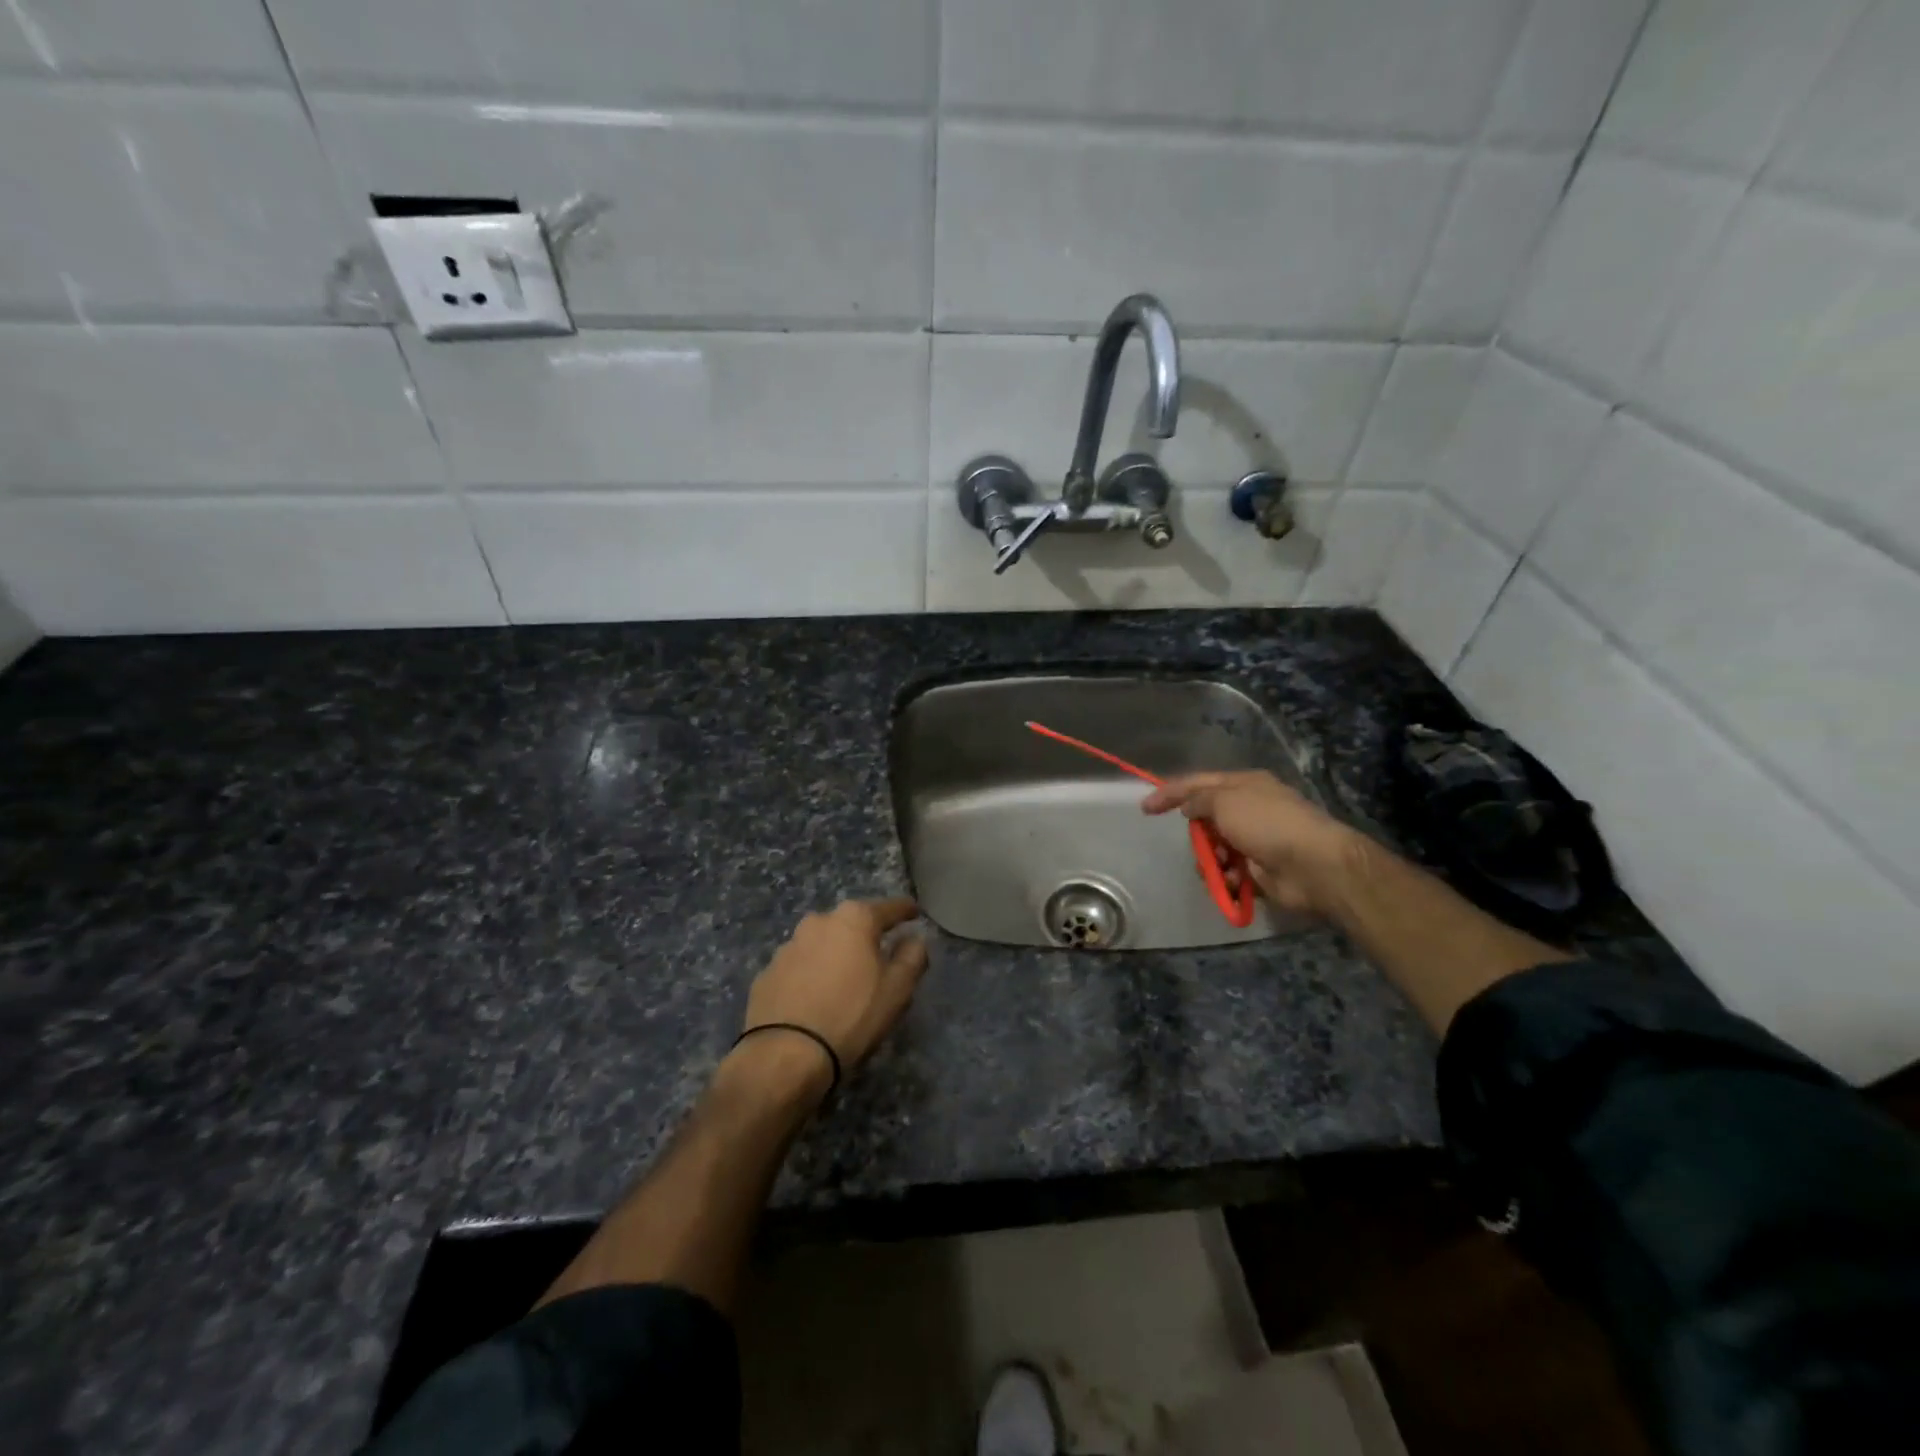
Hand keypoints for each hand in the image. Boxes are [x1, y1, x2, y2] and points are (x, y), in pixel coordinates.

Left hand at [738, 898, 929, 1090]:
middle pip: (851, 923)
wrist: (785, 1054)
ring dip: (835, 954)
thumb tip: (914, 939)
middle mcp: (819, 921)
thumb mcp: (897, 990)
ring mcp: (788, 946)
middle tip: (878, 954)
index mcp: (854, 919)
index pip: (888, 908)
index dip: (904, 910)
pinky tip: (815, 997)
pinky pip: (799, 966)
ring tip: (844, 980)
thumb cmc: (852, 1015)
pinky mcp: (767, 972)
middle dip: (866, 934)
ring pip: (822, 943)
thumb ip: (912, 957)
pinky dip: (811, 974)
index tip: (914, 912)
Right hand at [1142, 772, 1363, 917]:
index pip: (1198, 784)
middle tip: (1198, 844)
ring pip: (1216, 849)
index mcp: (1244, 785)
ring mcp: (1256, 841)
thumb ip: (1199, 800)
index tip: (1145, 809)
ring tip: (1217, 866)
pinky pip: (1230, 873)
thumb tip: (1188, 808)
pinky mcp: (1260, 870)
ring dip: (1211, 859)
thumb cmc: (1267, 823)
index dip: (1170, 793)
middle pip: (1207, 819)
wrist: (1313, 865)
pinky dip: (1226, 878)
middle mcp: (1250, 809)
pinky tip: (1232, 881)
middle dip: (1197, 834)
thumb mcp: (1225, 801)